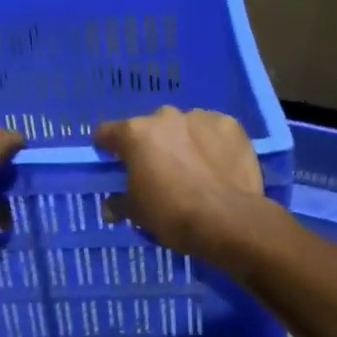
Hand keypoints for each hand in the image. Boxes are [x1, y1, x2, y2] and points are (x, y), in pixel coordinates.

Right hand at [94, 106, 273, 262]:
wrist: (228, 219)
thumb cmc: (173, 214)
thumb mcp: (137, 213)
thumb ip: (120, 203)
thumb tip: (111, 206)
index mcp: (136, 133)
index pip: (107, 132)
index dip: (107, 146)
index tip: (112, 159)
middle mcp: (165, 117)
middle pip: (150, 128)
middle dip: (151, 145)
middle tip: (159, 171)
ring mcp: (199, 117)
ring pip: (183, 126)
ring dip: (183, 141)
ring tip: (194, 168)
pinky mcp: (229, 124)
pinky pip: (213, 130)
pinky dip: (211, 143)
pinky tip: (218, 164)